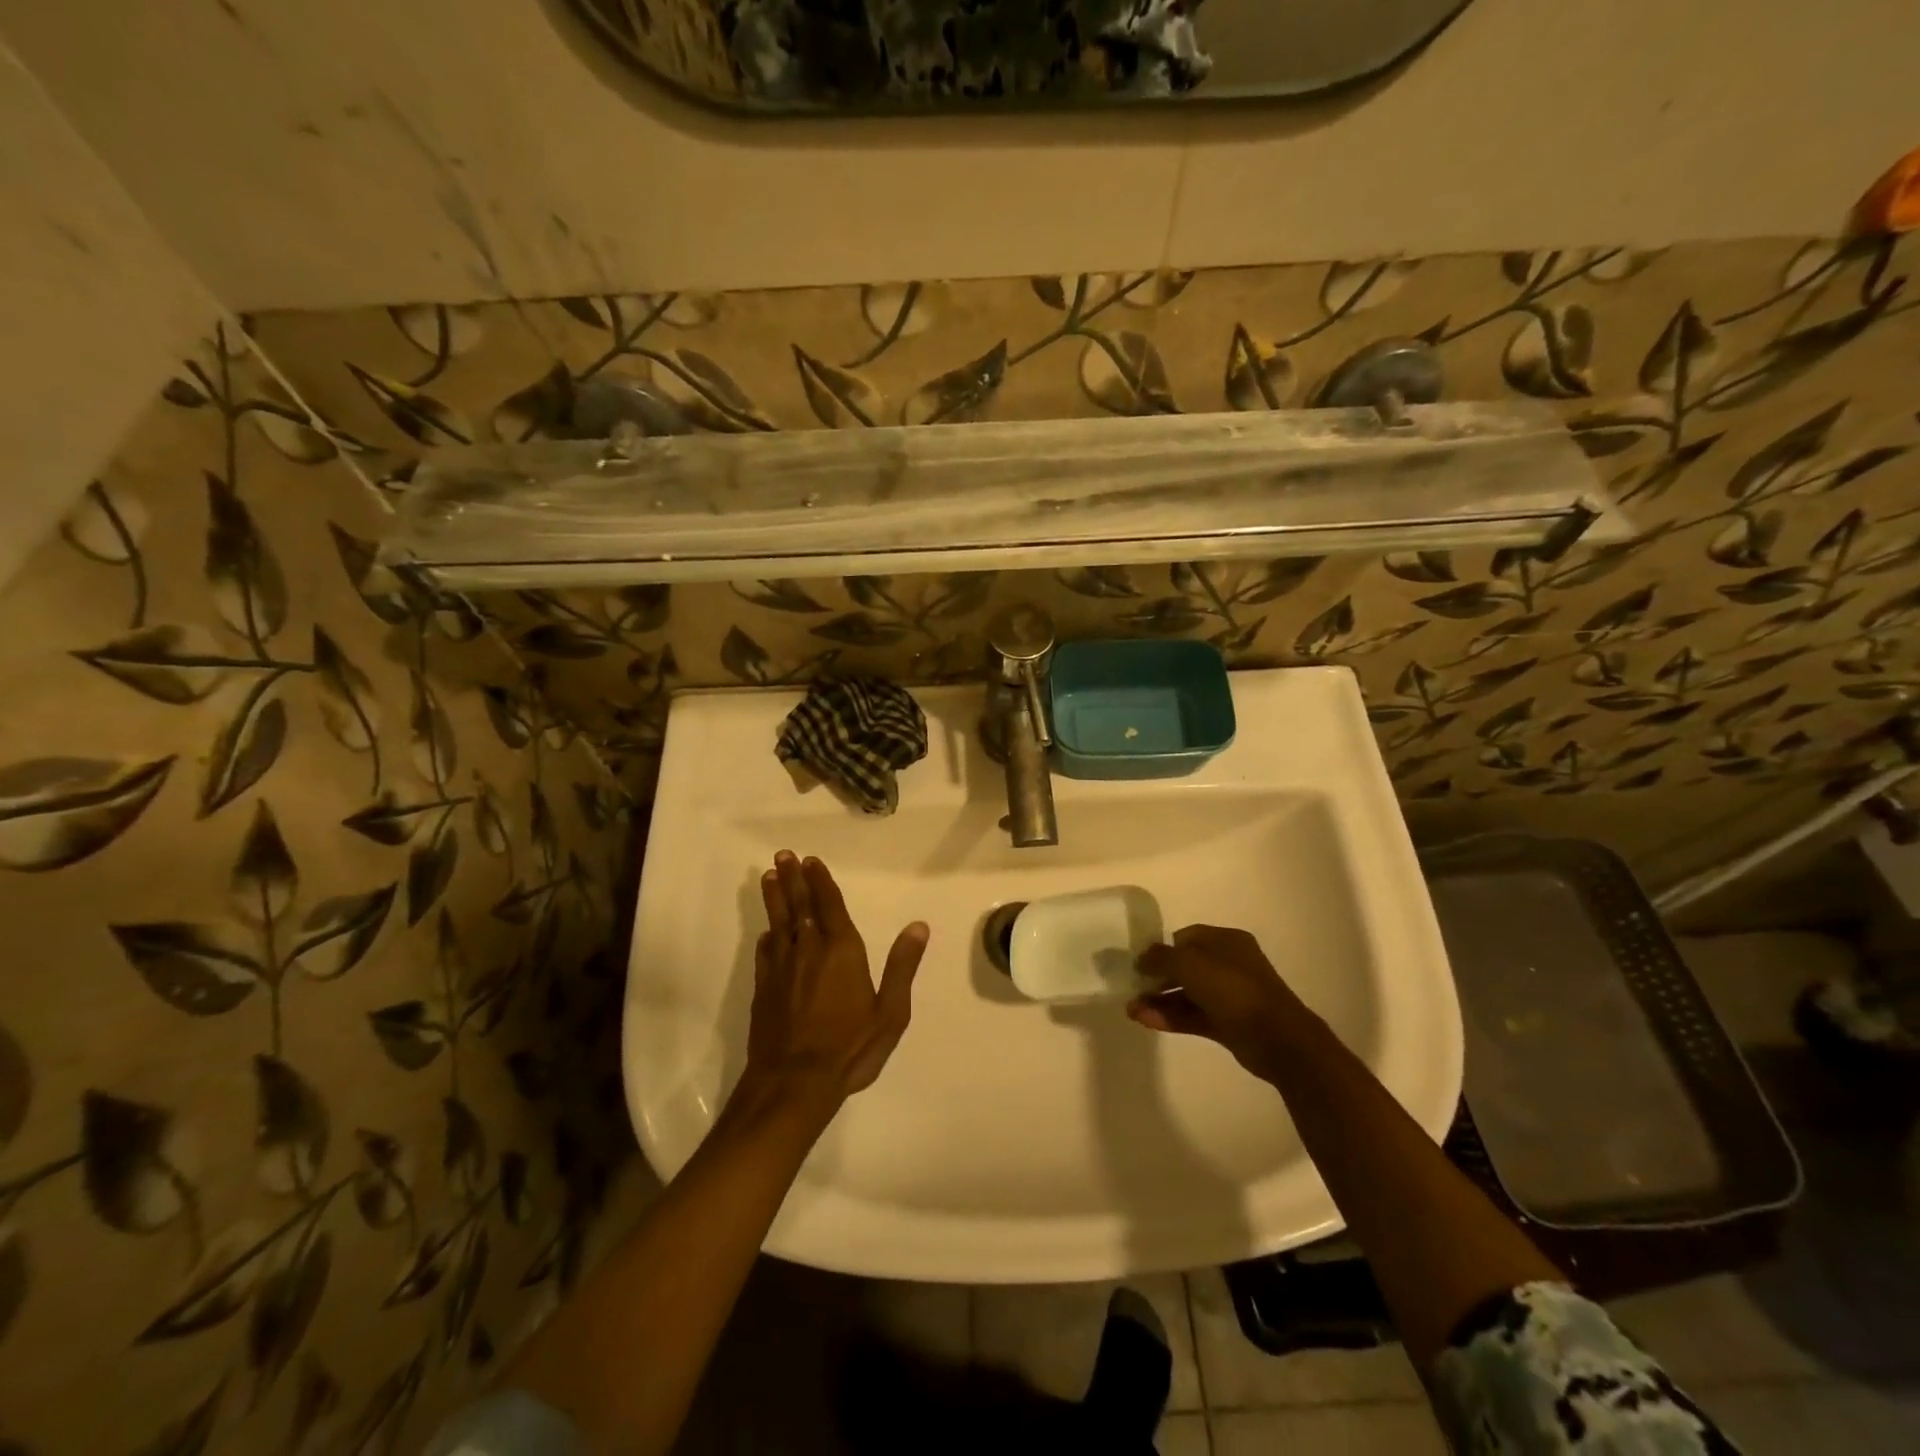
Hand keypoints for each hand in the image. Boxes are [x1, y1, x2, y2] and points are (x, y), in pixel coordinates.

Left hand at [737, 851, 929, 1117]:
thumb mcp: (891, 1013)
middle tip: (784, 855)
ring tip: (769, 876)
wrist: (793, 1083)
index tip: (810, 860)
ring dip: (775, 898)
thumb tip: (918, 926)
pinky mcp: (763, 989)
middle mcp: (809, 950)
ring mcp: (782, 968)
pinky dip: (766, 936)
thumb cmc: (850, 1048)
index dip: (820, 881)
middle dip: (793, 879)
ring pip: (779, 923)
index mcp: (842, 951)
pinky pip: (764, 952)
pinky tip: (766, 932)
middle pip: (800, 906)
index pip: (829, 905)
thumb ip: (902, 967)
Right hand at [1127, 925, 1307, 1081]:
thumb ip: (1161, 957)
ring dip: (1159, 1000)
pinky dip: (1170, 1017)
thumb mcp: (1190, 964)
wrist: (1278, 1039)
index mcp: (1227, 941)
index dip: (1162, 947)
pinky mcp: (1228, 1024)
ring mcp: (1230, 996)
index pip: (1187, 937)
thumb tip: (1142, 958)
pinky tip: (1145, 1021)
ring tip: (1132, 1009)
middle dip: (1157, 977)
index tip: (1140, 962)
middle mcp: (1229, 964)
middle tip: (1132, 987)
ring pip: (1187, 994)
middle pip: (1185, 966)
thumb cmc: (1234, 989)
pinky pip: (1193, 1016)